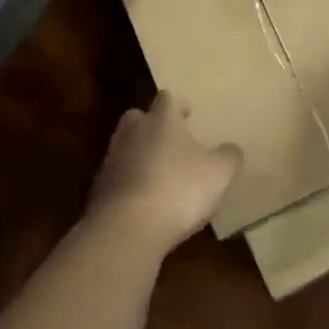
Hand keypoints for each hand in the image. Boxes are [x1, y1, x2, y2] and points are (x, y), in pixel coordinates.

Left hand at [88, 92, 240, 251]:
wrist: (127, 229)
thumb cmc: (179, 189)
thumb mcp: (219, 173)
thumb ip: (228, 156)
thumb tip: (230, 149)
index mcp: (162, 120)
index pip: (167, 99)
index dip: (178, 105)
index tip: (188, 114)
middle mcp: (132, 133)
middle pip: (137, 118)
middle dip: (151, 125)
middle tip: (169, 140)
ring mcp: (111, 161)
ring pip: (125, 148)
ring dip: (139, 156)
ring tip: (159, 175)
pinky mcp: (98, 191)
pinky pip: (117, 179)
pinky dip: (129, 184)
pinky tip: (144, 203)